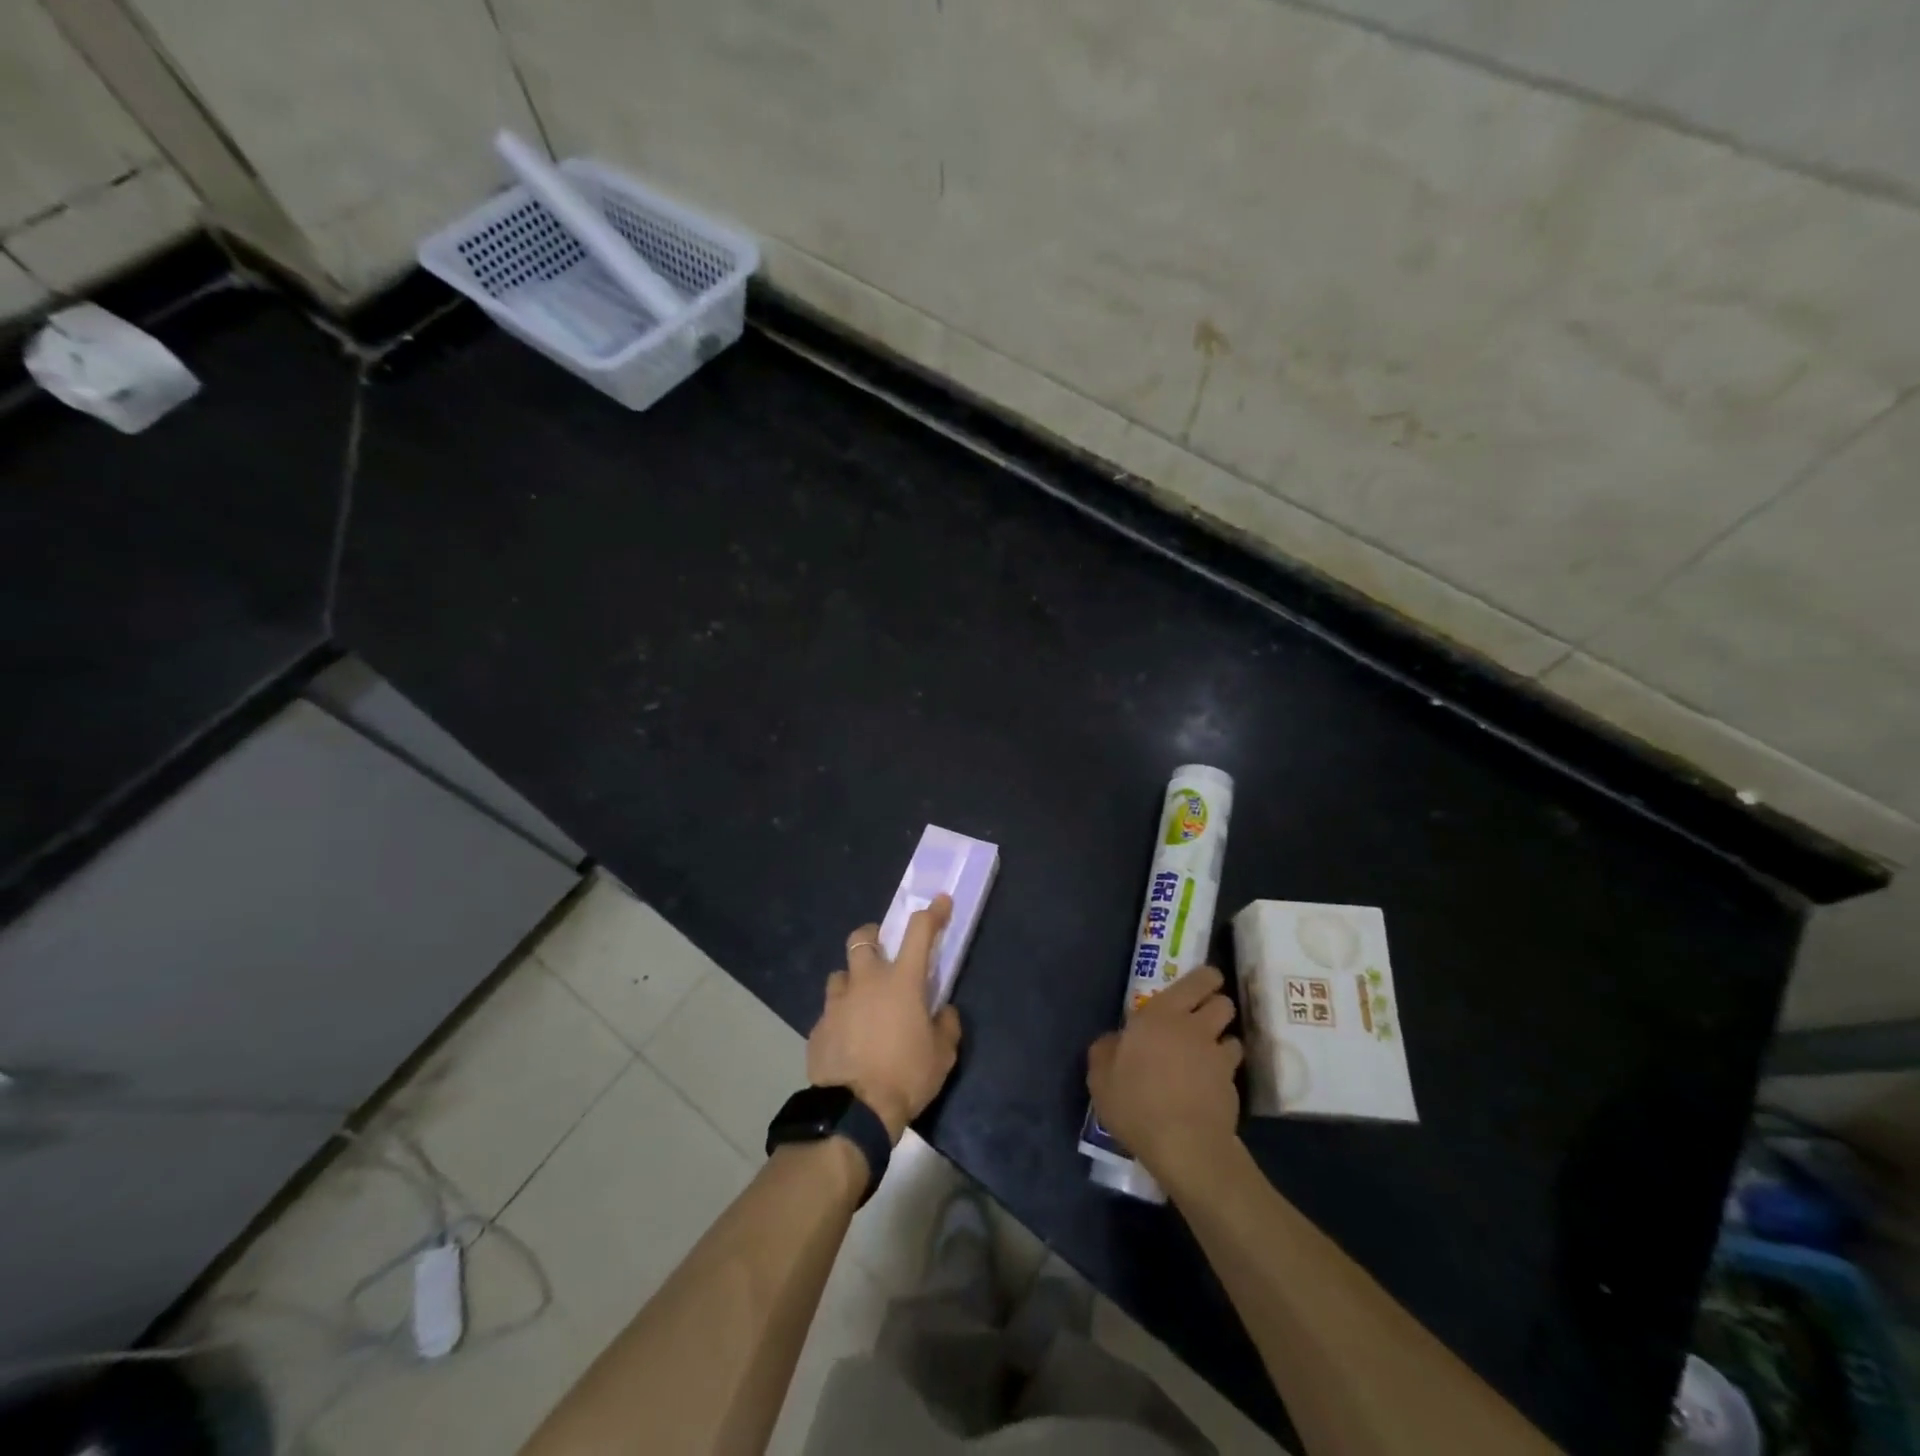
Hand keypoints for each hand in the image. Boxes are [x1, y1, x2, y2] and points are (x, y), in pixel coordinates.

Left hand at [808, 896, 962, 1143]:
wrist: (854, 1112)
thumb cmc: (906, 1076)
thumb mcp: (942, 1055)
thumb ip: (946, 1025)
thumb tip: (942, 1011)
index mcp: (901, 981)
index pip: (919, 932)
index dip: (933, 913)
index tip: (941, 902)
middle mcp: (866, 982)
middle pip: (862, 938)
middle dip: (873, 937)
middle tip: (883, 952)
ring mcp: (837, 1003)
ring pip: (840, 974)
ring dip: (852, 980)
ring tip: (862, 1002)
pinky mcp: (818, 1027)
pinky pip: (830, 1011)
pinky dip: (841, 1016)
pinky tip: (848, 1038)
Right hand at [1087, 966, 1242, 1183]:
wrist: (1184, 1145)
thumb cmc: (1136, 1102)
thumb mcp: (1101, 1077)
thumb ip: (1106, 1050)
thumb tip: (1115, 1041)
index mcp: (1162, 1014)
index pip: (1199, 980)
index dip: (1205, 978)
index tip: (1201, 984)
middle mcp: (1196, 1027)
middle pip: (1224, 1002)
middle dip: (1217, 1005)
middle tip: (1202, 1018)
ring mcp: (1218, 1057)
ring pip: (1233, 1036)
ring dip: (1223, 1041)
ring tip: (1208, 1056)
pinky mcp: (1233, 1087)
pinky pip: (1232, 1070)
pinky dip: (1224, 1074)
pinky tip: (1209, 1088)